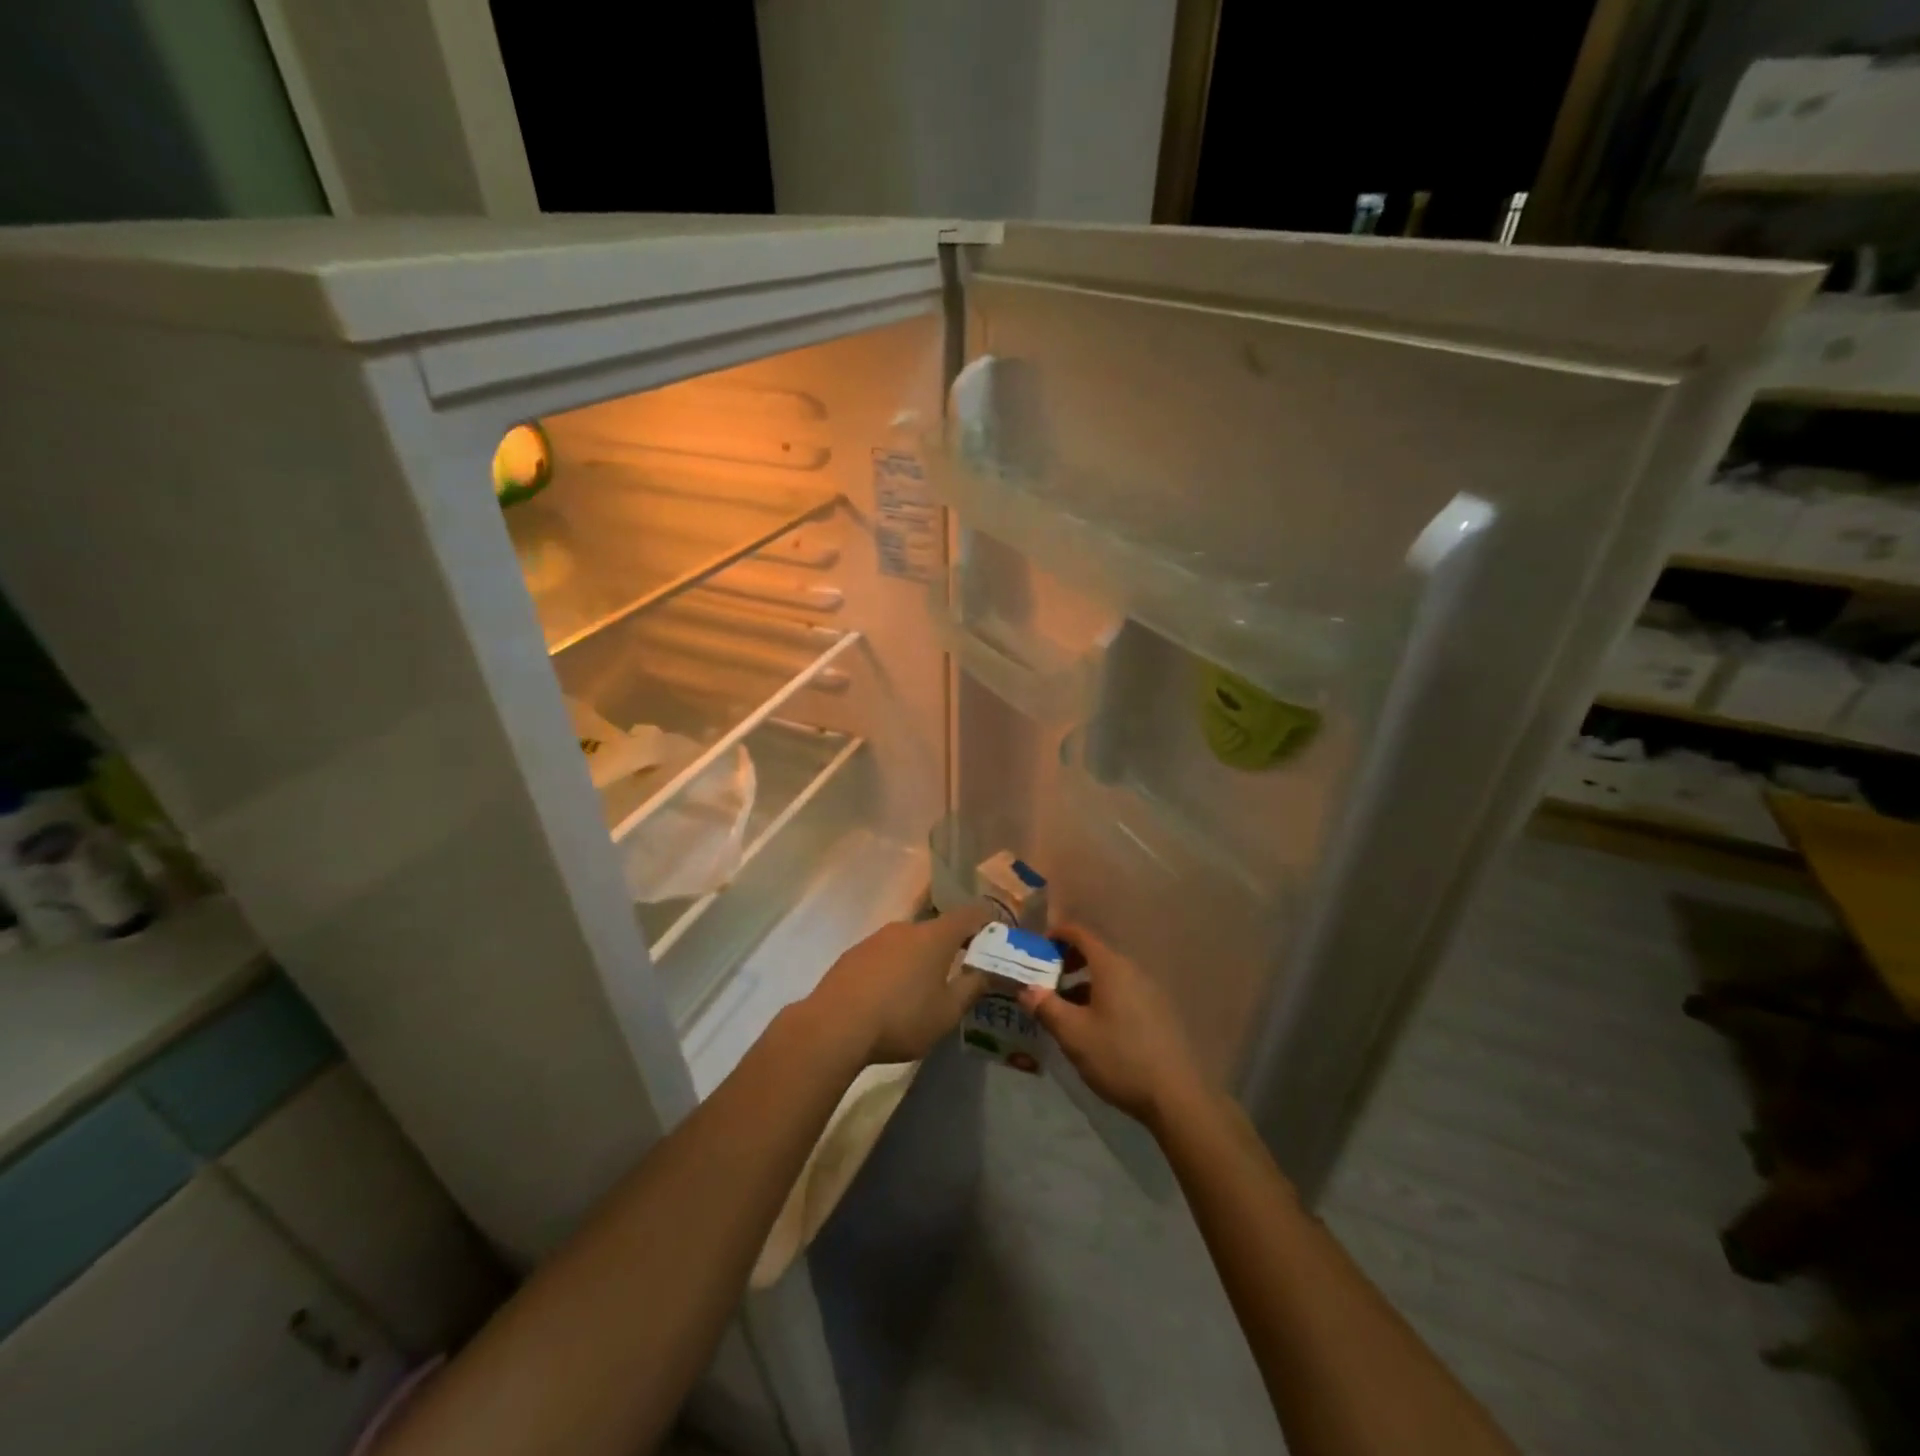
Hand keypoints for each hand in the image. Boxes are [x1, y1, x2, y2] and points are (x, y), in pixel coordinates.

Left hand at [806, 903, 993, 1065]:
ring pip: (910, 942)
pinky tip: (891, 995)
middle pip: (938, 928)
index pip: (971, 914)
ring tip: (925, 988)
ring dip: (922, 958)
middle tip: (963, 970)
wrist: (835, 1026)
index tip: (997, 938)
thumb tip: (988, 971)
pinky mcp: (854, 954)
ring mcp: (876, 938)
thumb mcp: (947, 1012)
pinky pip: (886, 954)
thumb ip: (972, 988)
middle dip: (953, 946)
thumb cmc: (902, 1018)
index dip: (988, 921)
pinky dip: (896, 967)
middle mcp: (906, 927)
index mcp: (935, 936)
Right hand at [1018, 923, 1208, 1130]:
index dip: (1057, 934)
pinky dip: (1101, 997)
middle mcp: (1132, 970)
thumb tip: (1026, 989)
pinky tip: (1093, 1027)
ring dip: (1083, 984)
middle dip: (1067, 962)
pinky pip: (1122, 991)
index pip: (1081, 934)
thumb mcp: (1073, 1034)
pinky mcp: (1157, 1012)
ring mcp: (1148, 991)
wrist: (1174, 1095)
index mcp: (1111, 967)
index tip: (1038, 949)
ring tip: (1065, 1010)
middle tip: (1046, 982)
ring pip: (1108, 975)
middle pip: (1095, 953)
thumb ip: (1046, 1007)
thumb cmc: (1118, 1056)